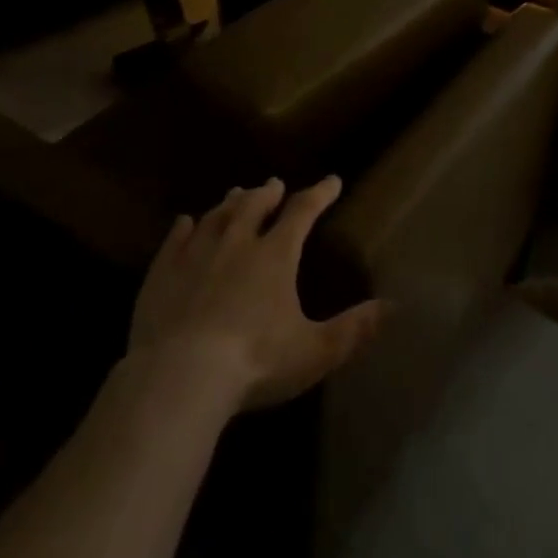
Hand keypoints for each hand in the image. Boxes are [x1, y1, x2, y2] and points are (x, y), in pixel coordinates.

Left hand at [128, 176, 383, 414]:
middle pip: (254, 206)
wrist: (180, 376)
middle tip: (274, 184)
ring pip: (217, 217)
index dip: (320, 194)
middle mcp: (237, 243)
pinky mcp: (163, 272)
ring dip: (230, 203)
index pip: (303, 212)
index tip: (332, 181)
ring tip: (236, 194)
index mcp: (275, 255)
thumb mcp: (315, 351)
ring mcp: (196, 254)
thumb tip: (393, 306)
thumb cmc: (255, 362)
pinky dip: (184, 227)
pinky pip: (176, 239)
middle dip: (268, 193)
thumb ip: (354, 328)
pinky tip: (185, 222)